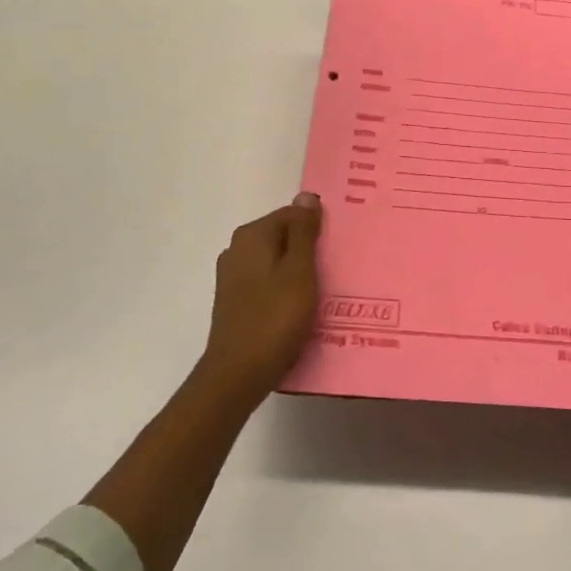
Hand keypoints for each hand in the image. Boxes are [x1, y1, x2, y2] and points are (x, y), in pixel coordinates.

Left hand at [199, 192, 323, 405]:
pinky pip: (267, 285)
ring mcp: (232, 277)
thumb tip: (306, 196)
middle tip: (337, 271)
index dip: (317, 230)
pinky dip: (285, 291)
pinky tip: (301, 310)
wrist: (237, 374)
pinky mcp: (234, 302)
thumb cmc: (274, 318)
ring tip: (324, 293)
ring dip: (299, 274)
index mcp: (252, 236)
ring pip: (275, 263)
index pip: (292, 215)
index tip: (338, 250)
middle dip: (309, 251)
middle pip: (282, 238)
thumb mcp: (299, 271)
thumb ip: (303, 232)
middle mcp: (237, 249)